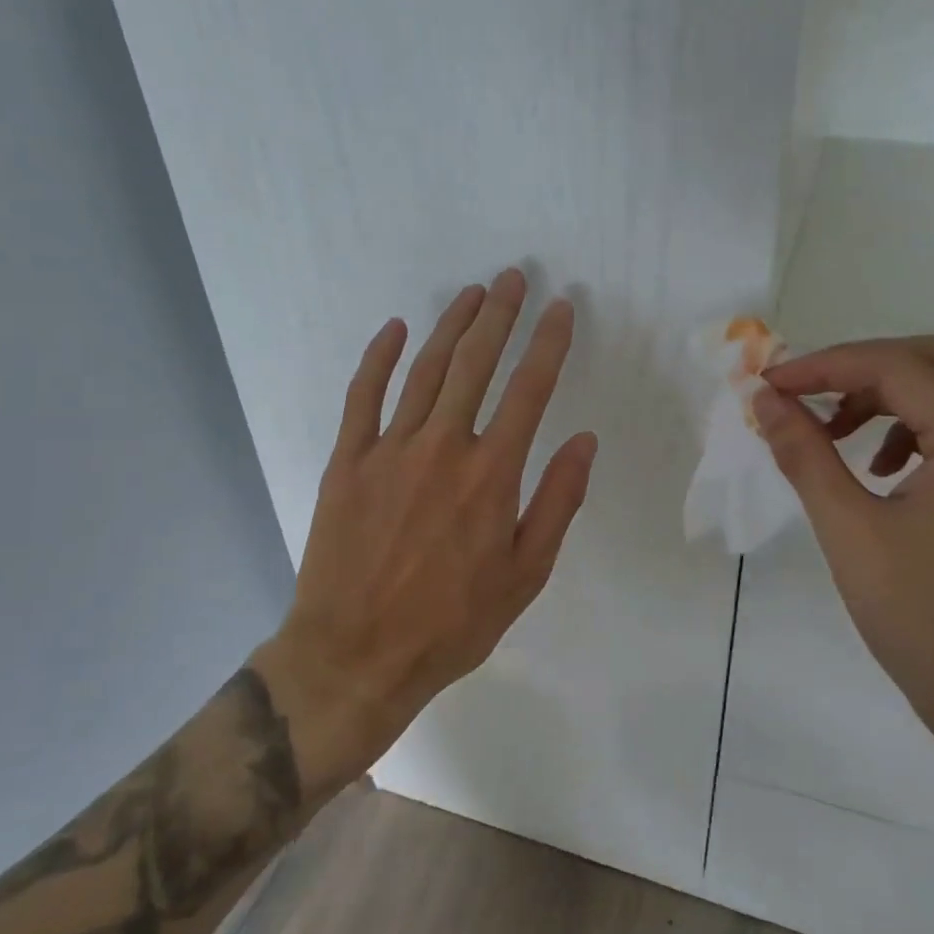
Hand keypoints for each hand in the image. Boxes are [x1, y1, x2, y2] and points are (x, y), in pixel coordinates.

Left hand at [257, 269, 597, 787]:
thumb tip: (585, 440)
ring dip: (451, 326)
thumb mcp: (525, 575)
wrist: (356, 656)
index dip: (547, 343)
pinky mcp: (347, 462)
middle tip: (512, 277)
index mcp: (491, 475)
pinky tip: (395, 328)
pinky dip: (379, 358)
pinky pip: (363, 396)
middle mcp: (442, 448)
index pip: (529, 390)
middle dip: (499, 316)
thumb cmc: (452, 623)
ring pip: (425, 371)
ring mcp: (389, 450)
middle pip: (475, 365)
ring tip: (471, 293)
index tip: (561, 308)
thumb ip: (558, 502)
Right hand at [752, 337, 933, 749]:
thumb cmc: (920, 619)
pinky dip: (907, 426)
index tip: (770, 384)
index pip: (897, 366)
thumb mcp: (849, 530)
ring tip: (831, 434)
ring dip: (881, 396)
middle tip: (799, 396)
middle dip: (854, 370)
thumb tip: (766, 400)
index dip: (826, 365)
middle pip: (928, 363)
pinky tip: (876, 467)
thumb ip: (805, 454)